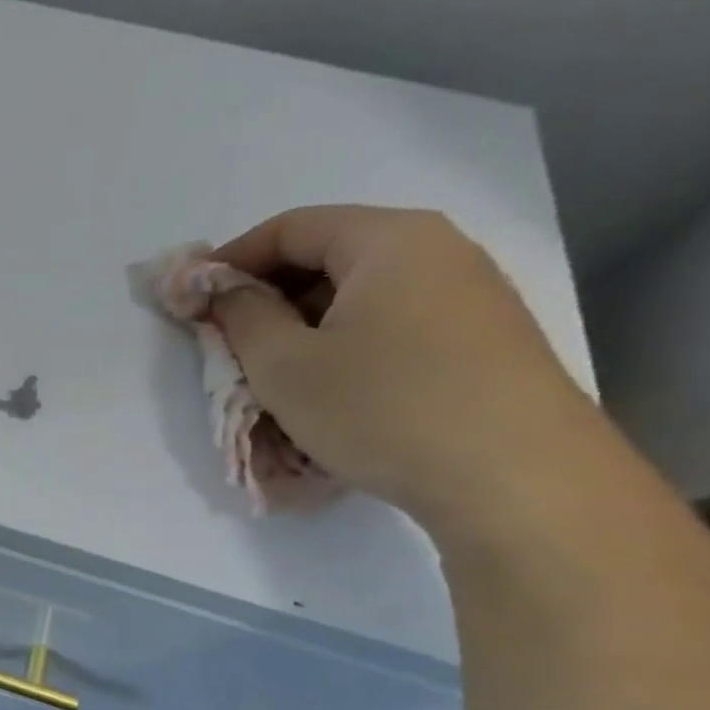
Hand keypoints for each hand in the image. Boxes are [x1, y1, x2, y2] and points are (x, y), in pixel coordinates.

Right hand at [207, 205, 600, 537]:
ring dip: (302, 324)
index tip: (190, 301)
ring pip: (359, 294)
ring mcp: (469, 296)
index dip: (229, 260)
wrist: (518, 482)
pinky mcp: (482, 340)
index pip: (290, 227)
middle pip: (328, 255)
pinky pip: (392, 323)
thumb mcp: (284, 364)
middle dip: (266, 294)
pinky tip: (329, 388)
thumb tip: (221, 290)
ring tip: (273, 372)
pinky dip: (344, 343)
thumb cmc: (383, 408)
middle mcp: (438, 252)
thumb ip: (241, 316)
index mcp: (390, 241)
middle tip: (226, 340)